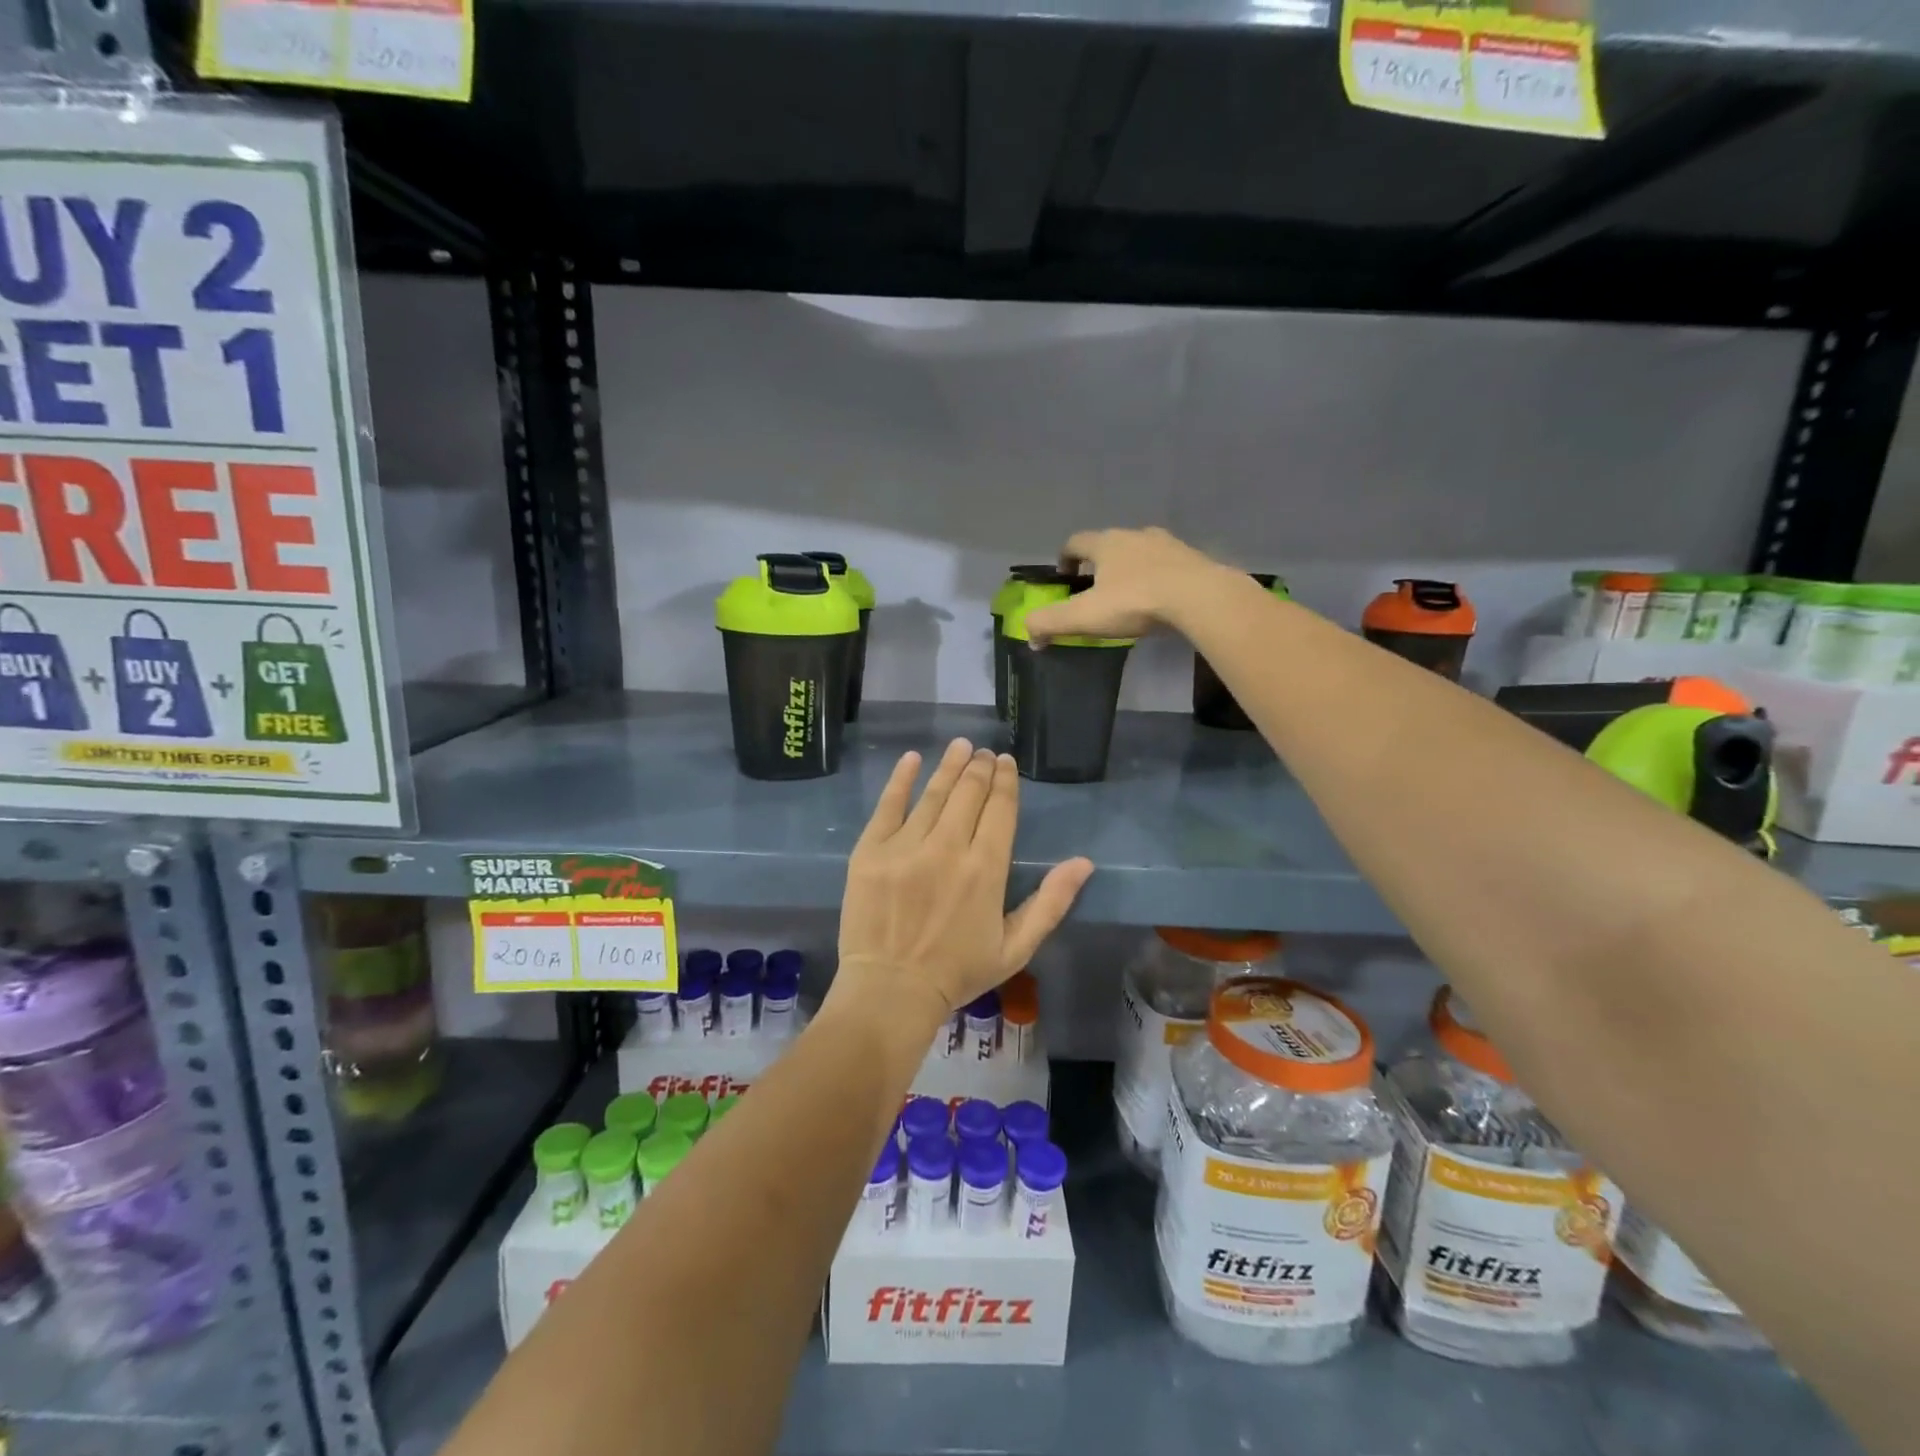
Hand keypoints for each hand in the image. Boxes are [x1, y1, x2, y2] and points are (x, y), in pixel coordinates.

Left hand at [831, 740, 1093, 1032]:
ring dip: (949, 765)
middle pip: (969, 793)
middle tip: (984, 754)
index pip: (1000, 809)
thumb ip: (1051, 902)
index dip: (1005, 781)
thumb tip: (1084, 863)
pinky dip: (901, 779)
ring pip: (933, 793)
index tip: (1005, 763)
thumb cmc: (958, 972)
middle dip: (979, 768)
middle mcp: (947, 848)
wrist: (890, 991)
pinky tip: (912, 759)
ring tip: (960, 746)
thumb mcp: (1015, 947)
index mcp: (986, 869)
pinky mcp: (870, 851)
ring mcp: (905, 846)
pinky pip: (888, 805)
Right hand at [1023, 527, 1234, 642]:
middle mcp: (1135, 535)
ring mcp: (1168, 544)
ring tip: (1130, 596)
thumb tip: (1030, 635)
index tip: (1064, 577)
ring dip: (1131, 569)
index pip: (1075, 542)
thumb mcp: (1084, 616)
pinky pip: (1168, 566)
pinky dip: (1159, 578)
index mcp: (1106, 543)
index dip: (1065, 558)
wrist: (1200, 597)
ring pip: (1141, 552)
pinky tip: (1161, 600)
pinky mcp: (1193, 559)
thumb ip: (1050, 623)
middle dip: (1099, 564)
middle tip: (1096, 590)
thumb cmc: (1136, 602)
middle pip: (1109, 544)